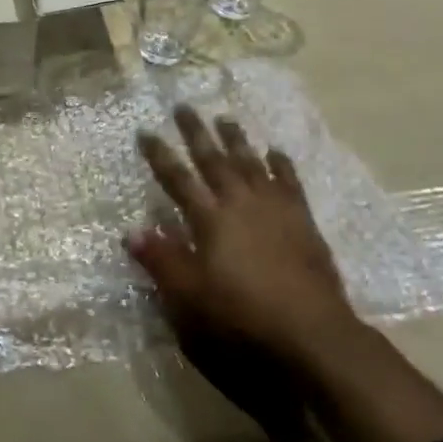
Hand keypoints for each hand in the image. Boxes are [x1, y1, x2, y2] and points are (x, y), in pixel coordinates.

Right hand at [130, 106, 358, 373]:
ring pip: (251, 163)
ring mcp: (275, 210)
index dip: (159, 155)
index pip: (177, 180)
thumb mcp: (189, 298)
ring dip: (236, 140)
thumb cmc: (241, 319)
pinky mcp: (303, 222)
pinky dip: (281, 164)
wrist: (311, 335)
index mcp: (210, 220)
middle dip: (196, 133)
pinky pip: (289, 182)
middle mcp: (240, 204)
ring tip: (225, 118)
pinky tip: (275, 151)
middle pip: (214, 160)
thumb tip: (131, 230)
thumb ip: (162, 261)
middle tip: (184, 106)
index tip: (145, 131)